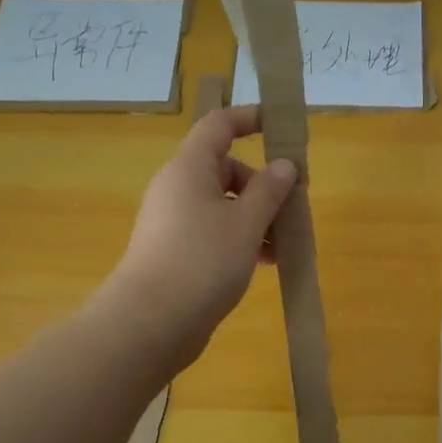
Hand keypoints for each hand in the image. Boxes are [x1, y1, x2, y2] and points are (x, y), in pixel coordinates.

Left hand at [112, 104, 297, 368]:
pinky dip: (240, 238)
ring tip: (281, 246)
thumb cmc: (203, 261)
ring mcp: (173, 220)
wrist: (150, 323)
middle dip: (263, 186)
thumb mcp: (247, 223)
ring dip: (256, 217)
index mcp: (190, 168)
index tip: (281, 127)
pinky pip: (213, 230)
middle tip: (291, 209)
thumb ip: (270, 190)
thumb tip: (284, 165)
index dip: (250, 119)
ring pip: (223, 204)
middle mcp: (177, 187)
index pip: (219, 125)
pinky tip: (263, 263)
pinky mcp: (174, 249)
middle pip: (226, 168)